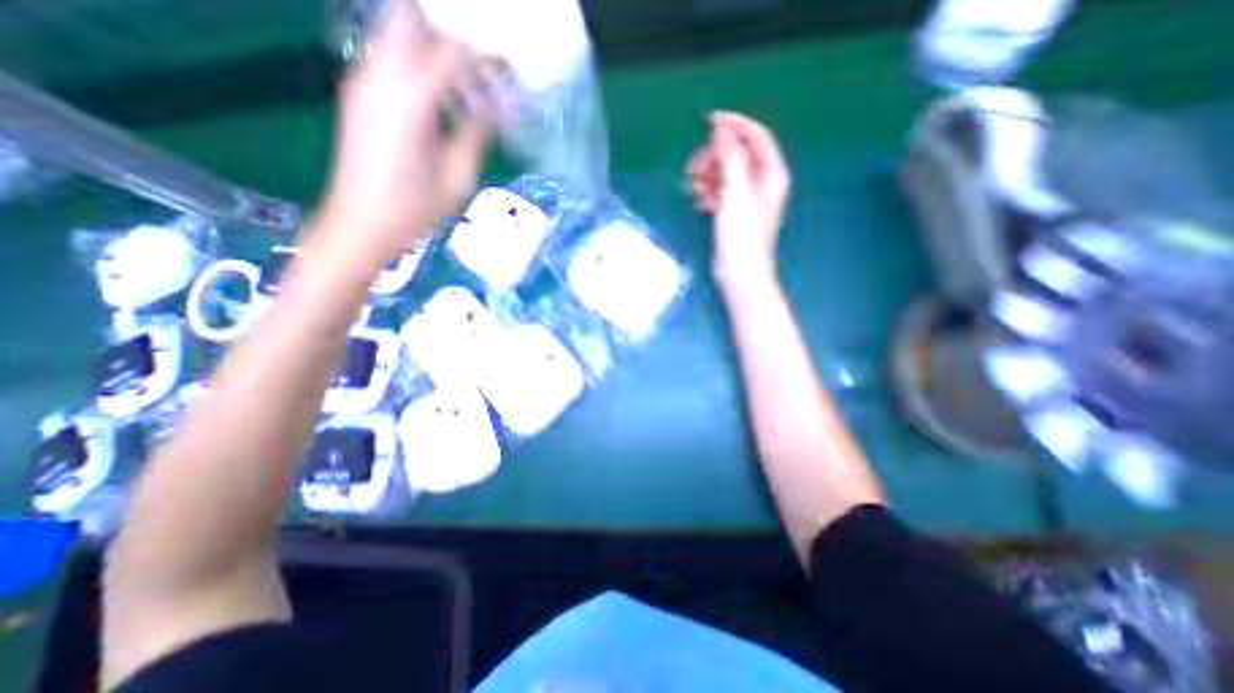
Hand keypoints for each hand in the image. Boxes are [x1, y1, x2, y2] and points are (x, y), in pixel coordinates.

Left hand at [322, 1, 491, 266]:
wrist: (361, 222)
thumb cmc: (414, 209)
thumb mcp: (457, 177)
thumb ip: (477, 134)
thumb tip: (501, 109)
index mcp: (409, 98)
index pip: (451, 52)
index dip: (485, 60)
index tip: (508, 76)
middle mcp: (379, 75)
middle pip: (414, 20)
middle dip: (452, 37)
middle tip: (483, 67)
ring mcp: (363, 81)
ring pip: (398, 34)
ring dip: (435, 50)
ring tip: (467, 86)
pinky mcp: (358, 93)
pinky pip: (390, 58)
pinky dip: (419, 66)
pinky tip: (442, 100)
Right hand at [685, 110, 789, 284]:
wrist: (740, 274)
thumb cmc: (742, 235)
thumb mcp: (736, 192)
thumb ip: (730, 156)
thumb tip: (721, 127)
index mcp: (772, 173)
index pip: (756, 136)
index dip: (734, 125)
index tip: (709, 121)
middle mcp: (762, 183)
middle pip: (736, 154)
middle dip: (713, 156)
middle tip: (694, 167)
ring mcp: (747, 199)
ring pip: (724, 174)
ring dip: (707, 176)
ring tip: (693, 187)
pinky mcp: (733, 213)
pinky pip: (719, 192)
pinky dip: (708, 193)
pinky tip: (699, 203)